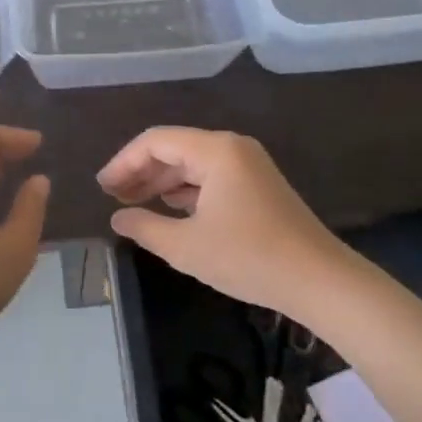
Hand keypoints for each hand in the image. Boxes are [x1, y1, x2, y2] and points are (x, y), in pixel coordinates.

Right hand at [97, 128, 347, 318]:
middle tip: (113, 197)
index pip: (156, 141)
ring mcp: (248, 165)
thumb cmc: (249, 258)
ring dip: (162, 181)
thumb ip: (145, 227)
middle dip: (141, 171)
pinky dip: (186, 190)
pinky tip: (170, 209)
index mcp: (215, 151)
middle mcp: (232, 148)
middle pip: (174, 148)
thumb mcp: (186, 247)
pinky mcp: (258, 185)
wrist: (320, 280)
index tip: (102, 188)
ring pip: (193, 163)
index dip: (124, 162)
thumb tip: (118, 218)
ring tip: (134, 204)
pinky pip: (211, 177)